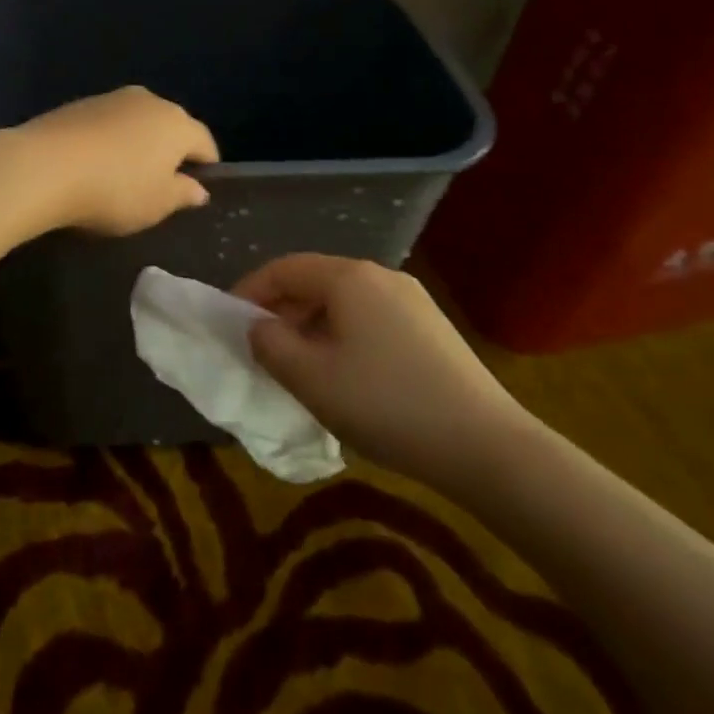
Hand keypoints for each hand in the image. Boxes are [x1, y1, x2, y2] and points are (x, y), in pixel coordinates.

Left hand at [19, 86, 217, 235]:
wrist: (44, 166)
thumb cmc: (114, 190)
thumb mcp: (157, 204)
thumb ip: (183, 194)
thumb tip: (198, 188)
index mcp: (178, 123)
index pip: (205, 144)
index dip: (206, 168)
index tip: (196, 191)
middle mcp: (149, 101)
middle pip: (170, 127)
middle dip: (170, 153)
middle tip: (159, 186)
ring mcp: (111, 98)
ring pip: (137, 123)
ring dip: (136, 144)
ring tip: (122, 176)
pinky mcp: (78, 104)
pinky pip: (106, 124)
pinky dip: (107, 141)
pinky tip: (93, 165)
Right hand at [233, 254, 528, 490]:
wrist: (485, 445)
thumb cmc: (384, 404)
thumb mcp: (309, 377)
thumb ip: (269, 344)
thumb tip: (258, 326)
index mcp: (348, 277)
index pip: (283, 268)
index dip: (249, 291)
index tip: (229, 322)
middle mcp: (380, 275)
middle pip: (314, 281)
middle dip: (281, 310)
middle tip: (261, 348)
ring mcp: (411, 299)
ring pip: (343, 301)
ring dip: (311, 325)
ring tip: (299, 365)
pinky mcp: (431, 326)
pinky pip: (370, 318)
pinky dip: (343, 335)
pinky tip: (344, 373)